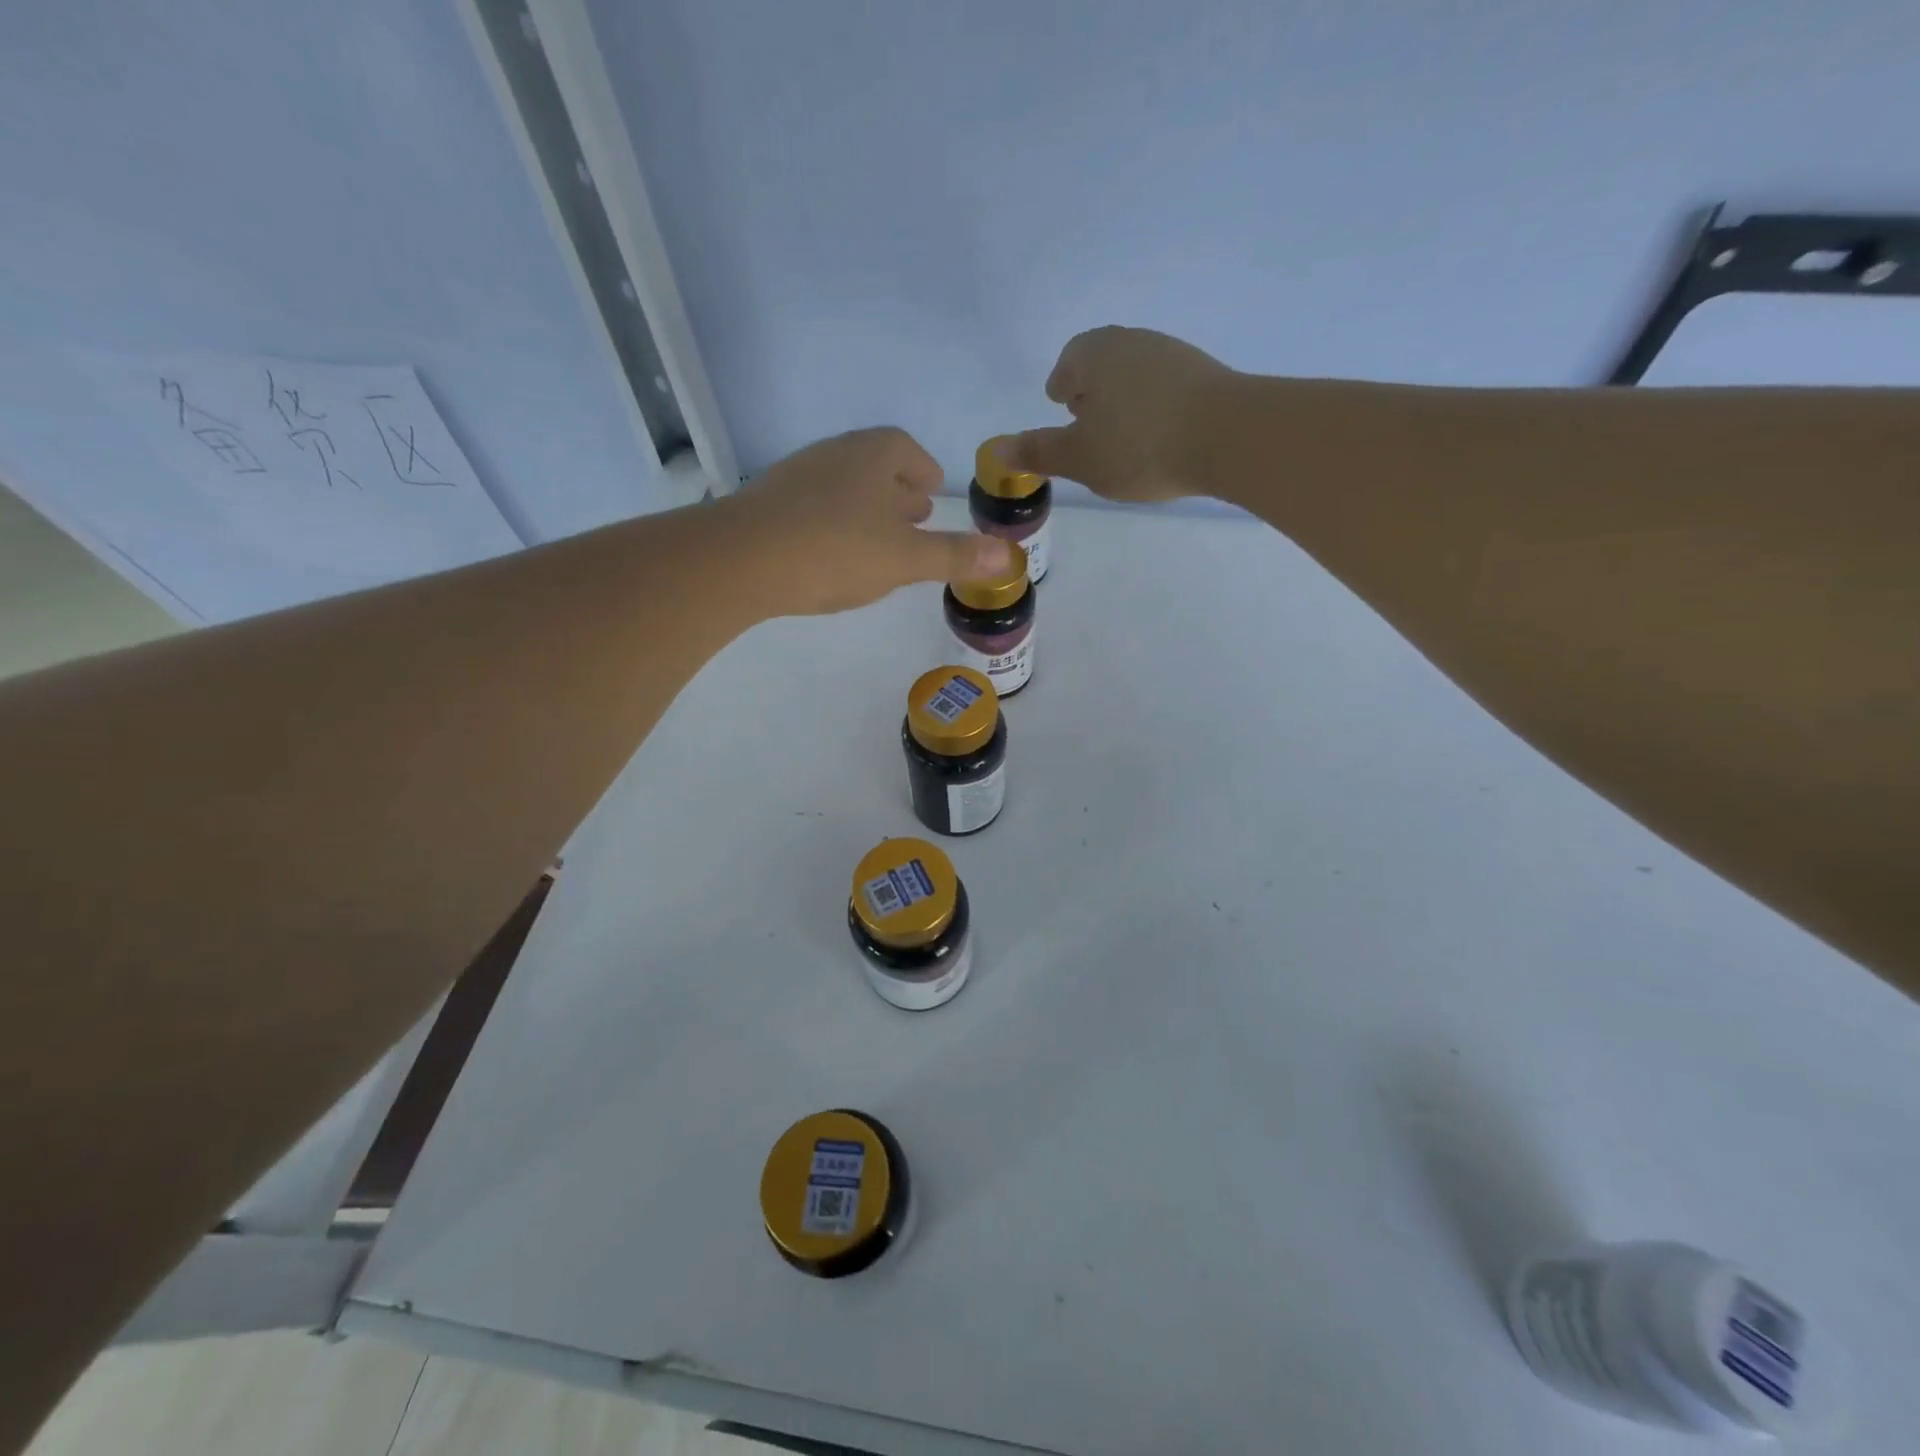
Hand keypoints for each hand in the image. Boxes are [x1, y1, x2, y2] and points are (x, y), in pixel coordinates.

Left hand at [721, 427, 1011, 615]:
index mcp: (873, 455)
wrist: (742, 560)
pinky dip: (834, 522)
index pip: (904, 449)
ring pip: (842, 485)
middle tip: (914, 516)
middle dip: (897, 489)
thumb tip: (1009, 557)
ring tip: (878, 539)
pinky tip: (834, 553)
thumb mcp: (906, 558)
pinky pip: (814, 506)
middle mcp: (835, 454)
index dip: (923, 468)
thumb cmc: (837, 550)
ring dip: (865, 507)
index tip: (933, 490)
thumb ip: (955, 556)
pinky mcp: (768, 503)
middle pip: (873, 464)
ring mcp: (797, 476)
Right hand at [1003, 327, 1236, 501]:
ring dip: (1123, 401)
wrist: (1228, 436)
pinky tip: (1158, 438)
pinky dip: (1153, 408)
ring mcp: (1173, 354)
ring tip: (1122, 438)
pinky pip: (1165, 388)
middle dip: (1091, 391)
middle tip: (1086, 423)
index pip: (1069, 362)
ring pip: (1135, 375)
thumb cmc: (1138, 446)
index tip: (1060, 405)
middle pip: (1102, 363)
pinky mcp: (1204, 374)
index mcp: (1095, 354)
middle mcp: (1132, 341)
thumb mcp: (1079, 457)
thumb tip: (996, 448)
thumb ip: (1038, 451)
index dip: (1061, 385)